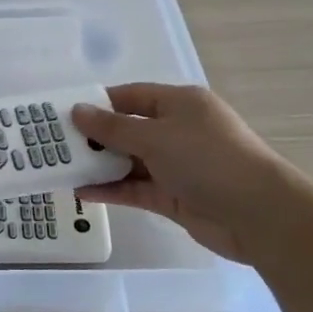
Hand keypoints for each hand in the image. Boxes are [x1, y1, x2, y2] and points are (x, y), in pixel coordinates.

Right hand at [69, 84, 299, 262]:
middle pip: (128, 129)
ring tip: (60, 167)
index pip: (130, 96)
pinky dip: (111, 189)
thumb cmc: (208, 160)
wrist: (259, 215)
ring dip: (99, 165)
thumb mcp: (155, 136)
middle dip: (94, 137)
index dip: (97, 103)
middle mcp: (178, 130)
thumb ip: (112, 127)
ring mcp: (177, 165)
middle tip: (54, 143)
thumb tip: (77, 111)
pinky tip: (81, 192)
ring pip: (129, 161)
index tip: (63, 113)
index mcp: (179, 104)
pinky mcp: (174, 196)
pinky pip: (135, 188)